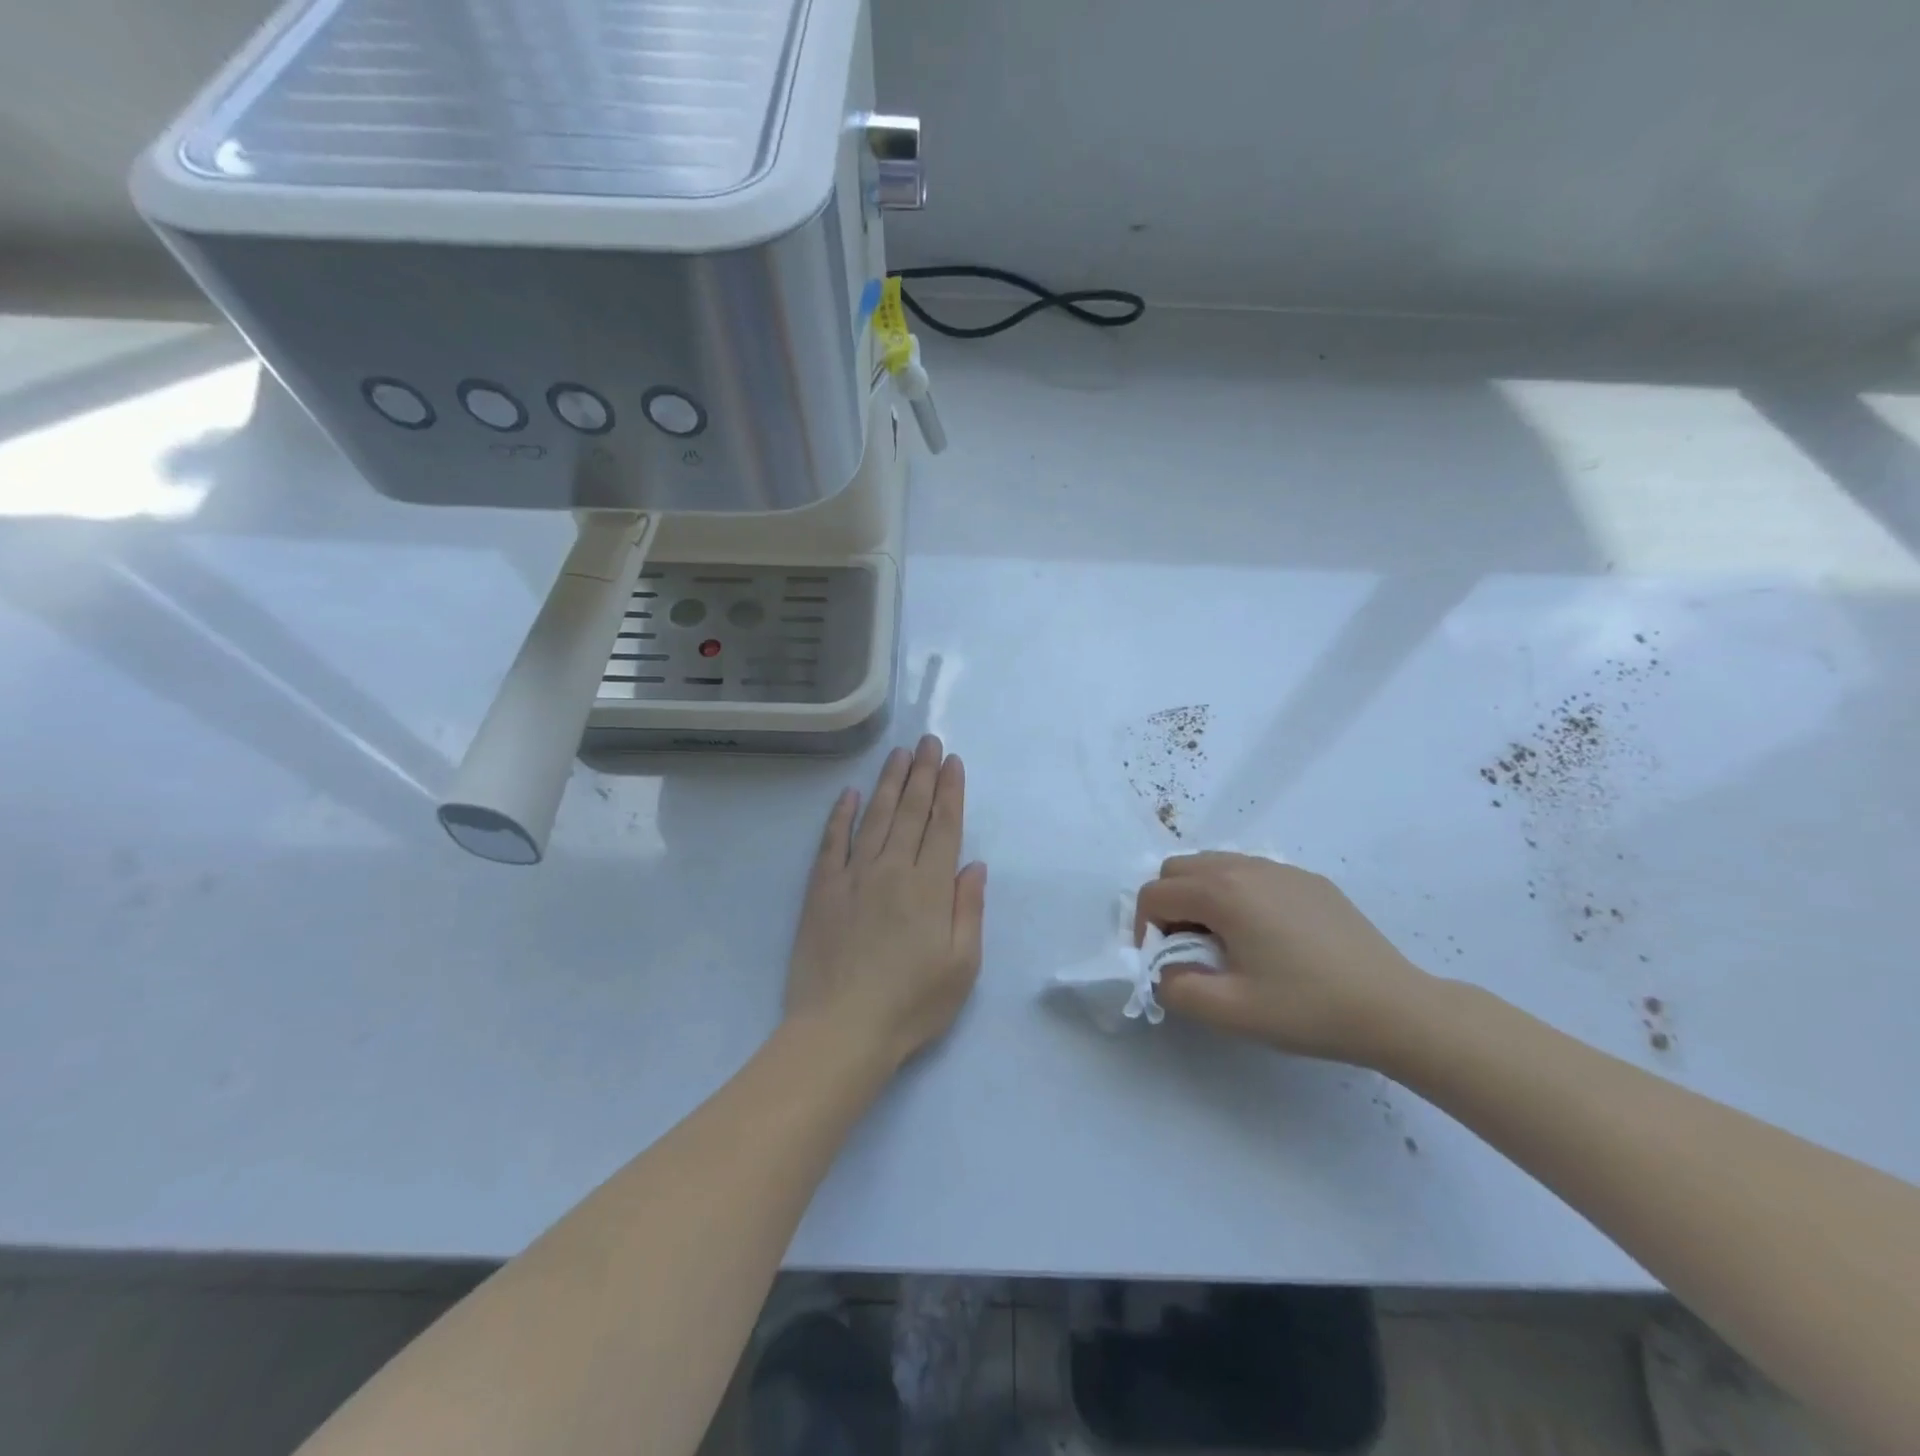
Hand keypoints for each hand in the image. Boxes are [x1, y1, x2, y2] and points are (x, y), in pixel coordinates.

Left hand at [785, 735, 987, 1070]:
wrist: (841, 1029)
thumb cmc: (912, 1003)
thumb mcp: (962, 965)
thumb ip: (969, 909)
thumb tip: (973, 865)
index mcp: (930, 886)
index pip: (943, 826)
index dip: (950, 791)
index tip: (953, 761)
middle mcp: (893, 869)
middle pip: (911, 811)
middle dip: (923, 773)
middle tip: (928, 742)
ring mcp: (853, 875)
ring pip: (876, 817)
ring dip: (889, 782)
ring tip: (899, 754)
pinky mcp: (822, 889)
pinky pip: (833, 841)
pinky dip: (842, 814)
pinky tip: (851, 793)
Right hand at [1134, 853, 1432, 1065]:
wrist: (1395, 1008)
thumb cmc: (1307, 1008)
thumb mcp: (1230, 1011)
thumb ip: (1176, 988)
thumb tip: (1162, 971)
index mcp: (1222, 893)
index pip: (1155, 894)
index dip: (1145, 930)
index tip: (1163, 964)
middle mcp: (1246, 867)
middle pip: (1179, 868)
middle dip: (1168, 905)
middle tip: (1188, 949)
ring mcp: (1280, 869)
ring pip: (1214, 864)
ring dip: (1200, 896)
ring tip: (1224, 942)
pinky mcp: (1307, 880)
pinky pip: (1250, 872)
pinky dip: (1235, 893)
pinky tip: (1265, 936)